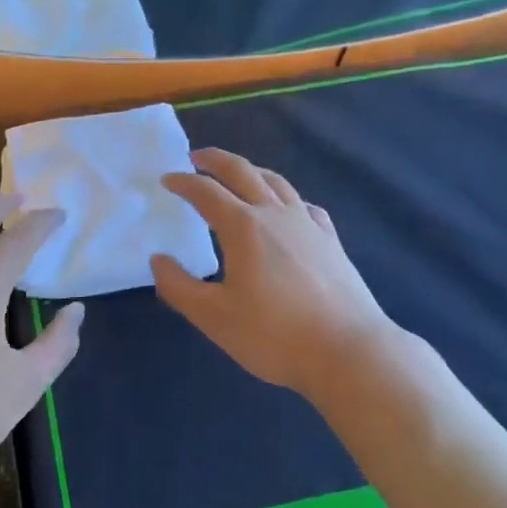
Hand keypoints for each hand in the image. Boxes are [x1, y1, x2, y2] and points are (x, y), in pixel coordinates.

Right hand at [151, 149, 394, 398]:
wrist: (348, 351)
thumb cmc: (274, 335)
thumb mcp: (214, 317)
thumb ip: (179, 287)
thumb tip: (158, 260)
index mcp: (243, 227)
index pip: (206, 192)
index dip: (183, 183)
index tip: (167, 180)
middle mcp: (275, 214)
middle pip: (243, 172)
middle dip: (216, 160)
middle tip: (197, 156)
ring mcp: (308, 225)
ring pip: (277, 182)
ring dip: (252, 171)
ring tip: (239, 173)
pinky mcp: (331, 241)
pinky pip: (305, 206)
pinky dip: (287, 197)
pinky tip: (288, 209)